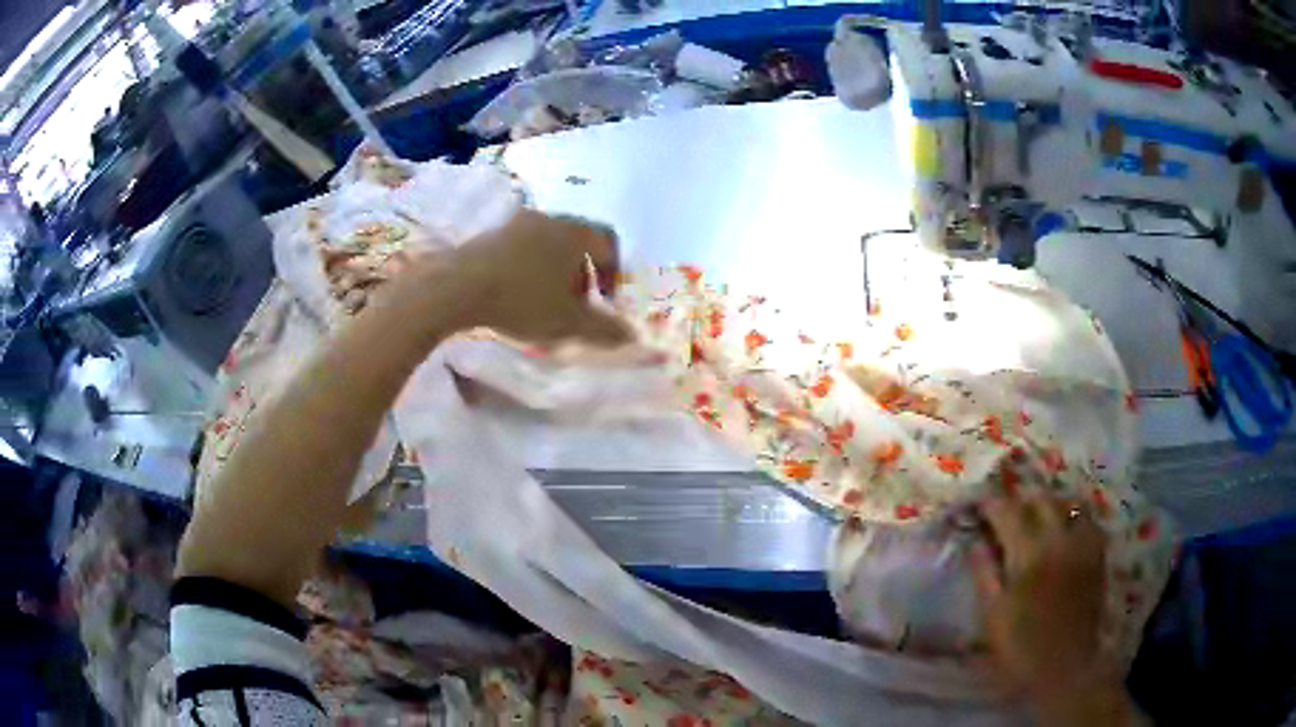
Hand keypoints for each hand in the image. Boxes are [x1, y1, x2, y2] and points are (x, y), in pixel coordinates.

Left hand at [381, 210, 630, 346]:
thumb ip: (604, 329)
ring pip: (547, 242)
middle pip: (577, 239)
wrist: (456, 287)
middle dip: (582, 272)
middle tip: (576, 302)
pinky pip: (520, 246)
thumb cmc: (522, 300)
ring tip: (543, 301)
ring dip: (553, 270)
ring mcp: (515, 223)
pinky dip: (527, 267)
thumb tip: (631, 336)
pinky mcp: (488, 233)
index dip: (613, 271)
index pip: (608, 241)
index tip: (604, 300)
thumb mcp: (568, 323)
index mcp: (574, 232)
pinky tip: (513, 294)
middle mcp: (548, 218)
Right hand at [970, 494, 1137, 724]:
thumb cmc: (1021, 646)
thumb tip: (975, 541)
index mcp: (1030, 554)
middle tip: (1004, 514)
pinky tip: (1063, 531)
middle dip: (1020, 500)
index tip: (977, 507)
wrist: (1065, 666)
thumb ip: (984, 572)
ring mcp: (1083, 543)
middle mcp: (1060, 538)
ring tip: (1035, 518)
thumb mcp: (992, 615)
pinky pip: (1086, 519)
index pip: (1008, 512)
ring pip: (1067, 503)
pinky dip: (1072, 516)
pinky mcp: (1097, 553)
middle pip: (1041, 499)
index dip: (991, 505)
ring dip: (1048, 504)